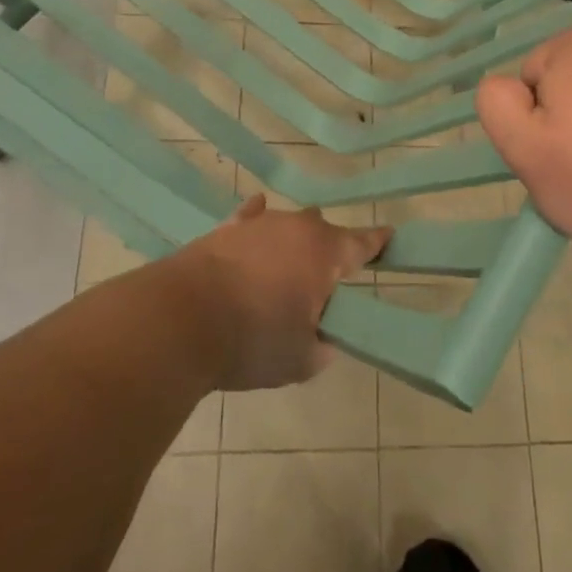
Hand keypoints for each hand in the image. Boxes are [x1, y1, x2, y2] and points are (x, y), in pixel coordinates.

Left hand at [158, 196, 390, 391]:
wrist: (181, 320)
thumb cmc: (252, 339)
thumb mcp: (300, 359)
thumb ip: (320, 346)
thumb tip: (322, 339)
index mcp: (325, 253)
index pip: (362, 243)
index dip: (378, 243)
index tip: (390, 237)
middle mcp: (297, 228)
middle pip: (325, 231)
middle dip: (332, 249)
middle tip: (329, 278)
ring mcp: (259, 224)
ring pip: (289, 225)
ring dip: (295, 242)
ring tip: (293, 262)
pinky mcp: (225, 230)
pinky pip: (251, 219)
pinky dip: (258, 221)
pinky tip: (258, 212)